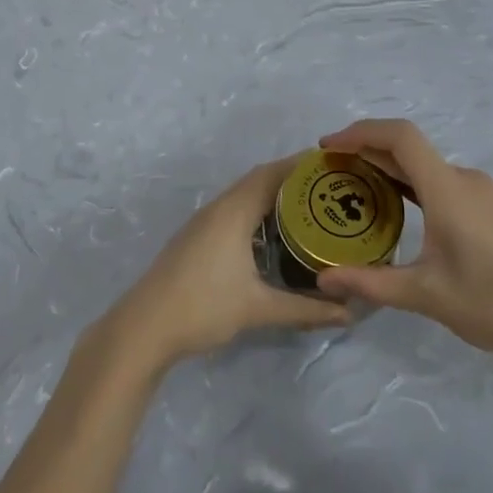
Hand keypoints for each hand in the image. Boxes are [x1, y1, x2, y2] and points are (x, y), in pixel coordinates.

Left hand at [94, 156, 349, 373]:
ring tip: (310, 208)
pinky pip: (235, 210)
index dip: (302, 165)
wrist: (145, 327)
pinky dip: (258, 211)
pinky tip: (274, 234)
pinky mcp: (197, 237)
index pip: (272, 173)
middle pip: (260, 180)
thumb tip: (348, 314)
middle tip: (330, 189)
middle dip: (293, 180)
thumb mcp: (258, 308)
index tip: (334, 165)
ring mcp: (204, 221)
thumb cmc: (203, 307)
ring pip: (245, 196)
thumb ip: (305, 310)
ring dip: (274, 196)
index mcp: (233, 211)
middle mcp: (219, 207)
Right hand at [313, 119, 492, 381]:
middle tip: (331, 170)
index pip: (400, 137)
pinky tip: (399, 208)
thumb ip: (371, 283)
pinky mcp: (492, 208)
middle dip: (367, 150)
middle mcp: (465, 180)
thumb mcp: (426, 295)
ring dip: (389, 167)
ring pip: (426, 166)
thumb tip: (324, 281)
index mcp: (447, 190)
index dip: (360, 132)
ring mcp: (482, 192)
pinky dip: (412, 183)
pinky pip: (442, 181)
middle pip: (409, 148)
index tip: (328, 147)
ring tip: (356, 187)